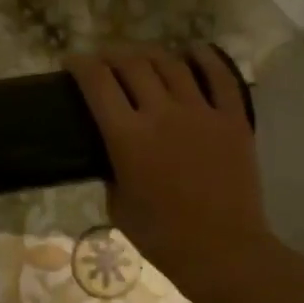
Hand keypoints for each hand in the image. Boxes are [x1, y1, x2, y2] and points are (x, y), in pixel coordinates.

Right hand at [67, 45, 272, 288]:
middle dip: (111, 55)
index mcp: (127, 137)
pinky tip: (192, 50)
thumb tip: (113, 152)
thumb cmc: (163, 238)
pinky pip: (220, 76)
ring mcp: (201, 112)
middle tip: (104, 61)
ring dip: (150, 54)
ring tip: (141, 56)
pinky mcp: (233, 119)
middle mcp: (162, 113)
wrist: (224, 252)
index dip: (80, 65)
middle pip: (131, 64)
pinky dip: (205, 57)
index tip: (71, 62)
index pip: (97, 83)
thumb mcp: (118, 206)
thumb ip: (112, 170)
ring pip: (171, 64)